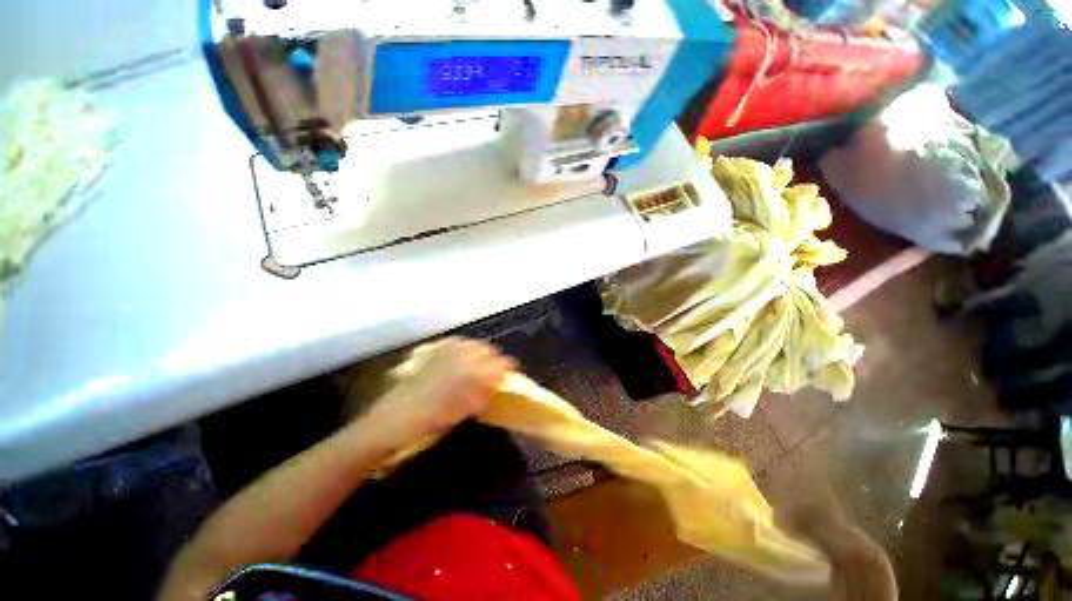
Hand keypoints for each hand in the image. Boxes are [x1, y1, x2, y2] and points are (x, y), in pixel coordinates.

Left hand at [361, 338, 515, 447]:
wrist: (397, 416)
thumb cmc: (435, 419)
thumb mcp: (466, 410)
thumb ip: (484, 393)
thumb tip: (495, 385)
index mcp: (476, 373)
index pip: (502, 363)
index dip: (506, 369)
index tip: (506, 376)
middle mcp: (465, 355)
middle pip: (489, 349)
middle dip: (492, 360)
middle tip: (489, 373)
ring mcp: (448, 349)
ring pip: (473, 343)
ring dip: (477, 352)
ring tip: (473, 365)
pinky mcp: (434, 349)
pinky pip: (455, 342)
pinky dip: (460, 348)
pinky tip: (456, 358)